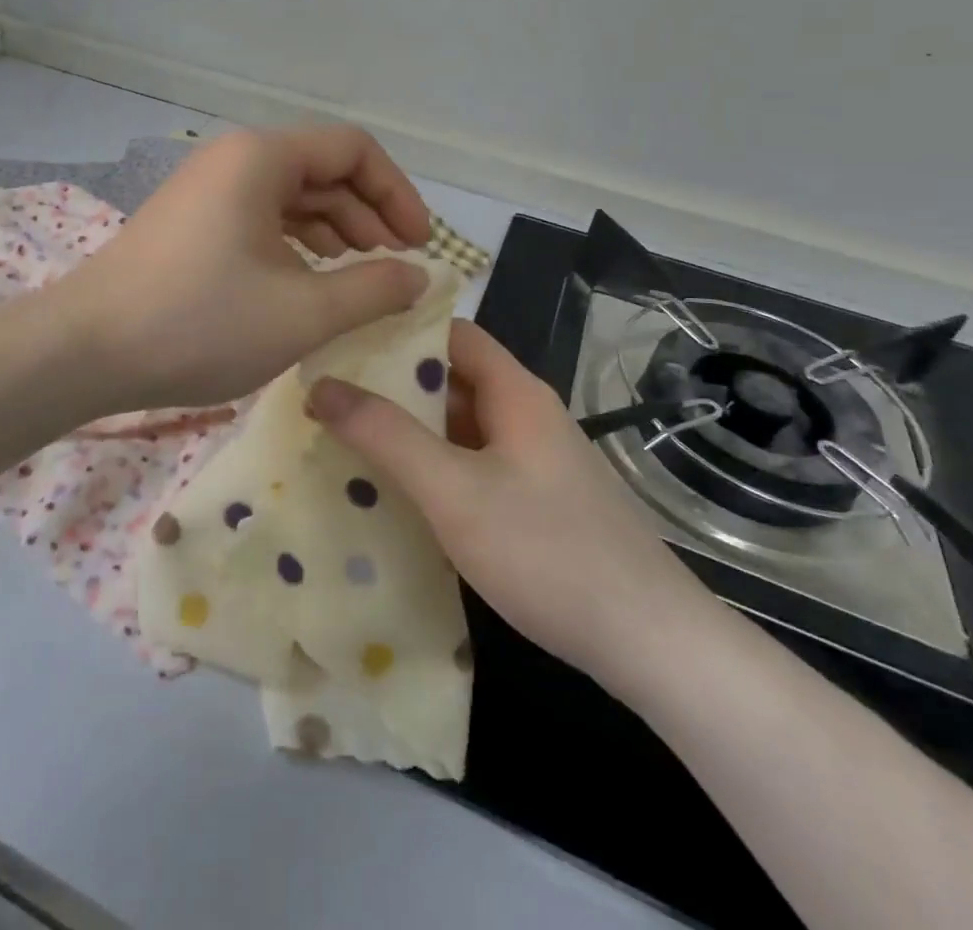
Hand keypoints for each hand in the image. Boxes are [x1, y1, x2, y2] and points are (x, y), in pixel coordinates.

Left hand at [62, 126, 433, 411]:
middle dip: (369, 215)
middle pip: (322, 170)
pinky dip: (295, 246)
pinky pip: (259, 220)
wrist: (85, 351)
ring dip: (334, 232)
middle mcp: (233, 160)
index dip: (398, 194)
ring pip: (290, 198)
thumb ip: (373, 289)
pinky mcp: (189, 224)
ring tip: (358, 278)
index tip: (420, 245)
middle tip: (395, 266)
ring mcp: (206, 191)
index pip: (353, 150)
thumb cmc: (200, 323)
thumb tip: (420, 276)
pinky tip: (308, 283)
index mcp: (262, 158)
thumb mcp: (303, 312)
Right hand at [306, 320, 725, 703]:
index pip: (452, 333)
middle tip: (328, 394)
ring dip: (410, 430)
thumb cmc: (548, 552)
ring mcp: (535, 461)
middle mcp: (527, 416)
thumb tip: (321, 385)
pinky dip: (433, 468)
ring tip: (346, 437)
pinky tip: (396, 492)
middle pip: (453, 379)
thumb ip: (386, 435)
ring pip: (461, 427)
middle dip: (393, 384)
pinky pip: (473, 466)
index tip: (342, 340)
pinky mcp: (537, 502)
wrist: (651, 644)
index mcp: (516, 392)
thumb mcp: (454, 490)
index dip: (399, 329)